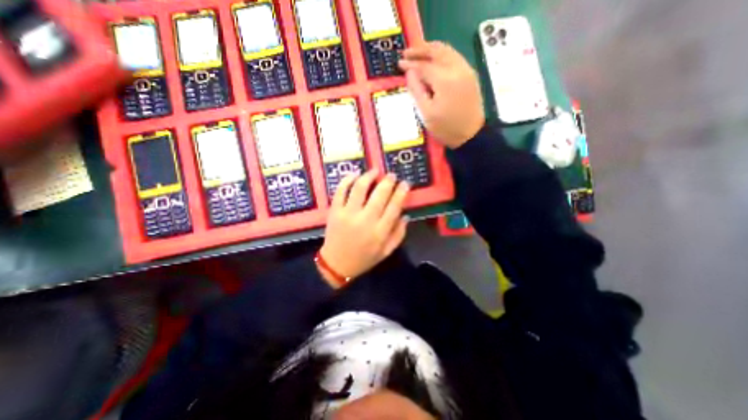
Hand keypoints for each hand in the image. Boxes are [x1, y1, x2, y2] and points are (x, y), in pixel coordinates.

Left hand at [317, 169, 407, 282]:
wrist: (337, 264)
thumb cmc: (364, 258)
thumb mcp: (386, 252)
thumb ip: (398, 234)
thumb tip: (405, 215)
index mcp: (380, 231)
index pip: (394, 206)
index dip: (401, 192)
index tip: (405, 183)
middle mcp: (365, 220)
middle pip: (379, 194)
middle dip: (388, 181)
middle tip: (391, 175)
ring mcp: (348, 214)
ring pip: (360, 188)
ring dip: (368, 176)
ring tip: (374, 171)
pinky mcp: (335, 211)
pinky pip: (340, 191)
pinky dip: (347, 180)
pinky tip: (354, 175)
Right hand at [397, 42, 484, 148]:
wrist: (471, 135)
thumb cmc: (446, 128)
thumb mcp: (426, 113)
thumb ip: (417, 90)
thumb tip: (409, 72)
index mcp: (444, 80)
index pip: (424, 65)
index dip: (410, 63)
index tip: (399, 63)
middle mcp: (457, 69)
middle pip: (437, 50)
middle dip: (420, 49)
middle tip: (406, 52)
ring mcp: (466, 70)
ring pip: (447, 51)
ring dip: (431, 50)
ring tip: (418, 53)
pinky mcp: (470, 74)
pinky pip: (454, 57)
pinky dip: (441, 55)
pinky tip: (433, 61)